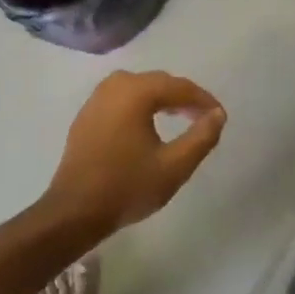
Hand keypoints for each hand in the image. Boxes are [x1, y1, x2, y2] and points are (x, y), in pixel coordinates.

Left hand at [44, 70, 226, 233]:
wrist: (75, 211)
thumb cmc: (128, 187)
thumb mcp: (175, 166)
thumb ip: (202, 137)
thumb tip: (217, 115)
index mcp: (136, 92)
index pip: (180, 87)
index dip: (204, 100)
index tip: (220, 117)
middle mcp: (114, 86)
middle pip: (159, 82)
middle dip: (184, 97)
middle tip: (203, 117)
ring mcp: (96, 99)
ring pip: (139, 88)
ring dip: (162, 99)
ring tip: (181, 118)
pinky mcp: (87, 115)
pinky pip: (122, 98)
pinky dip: (141, 105)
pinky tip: (149, 125)